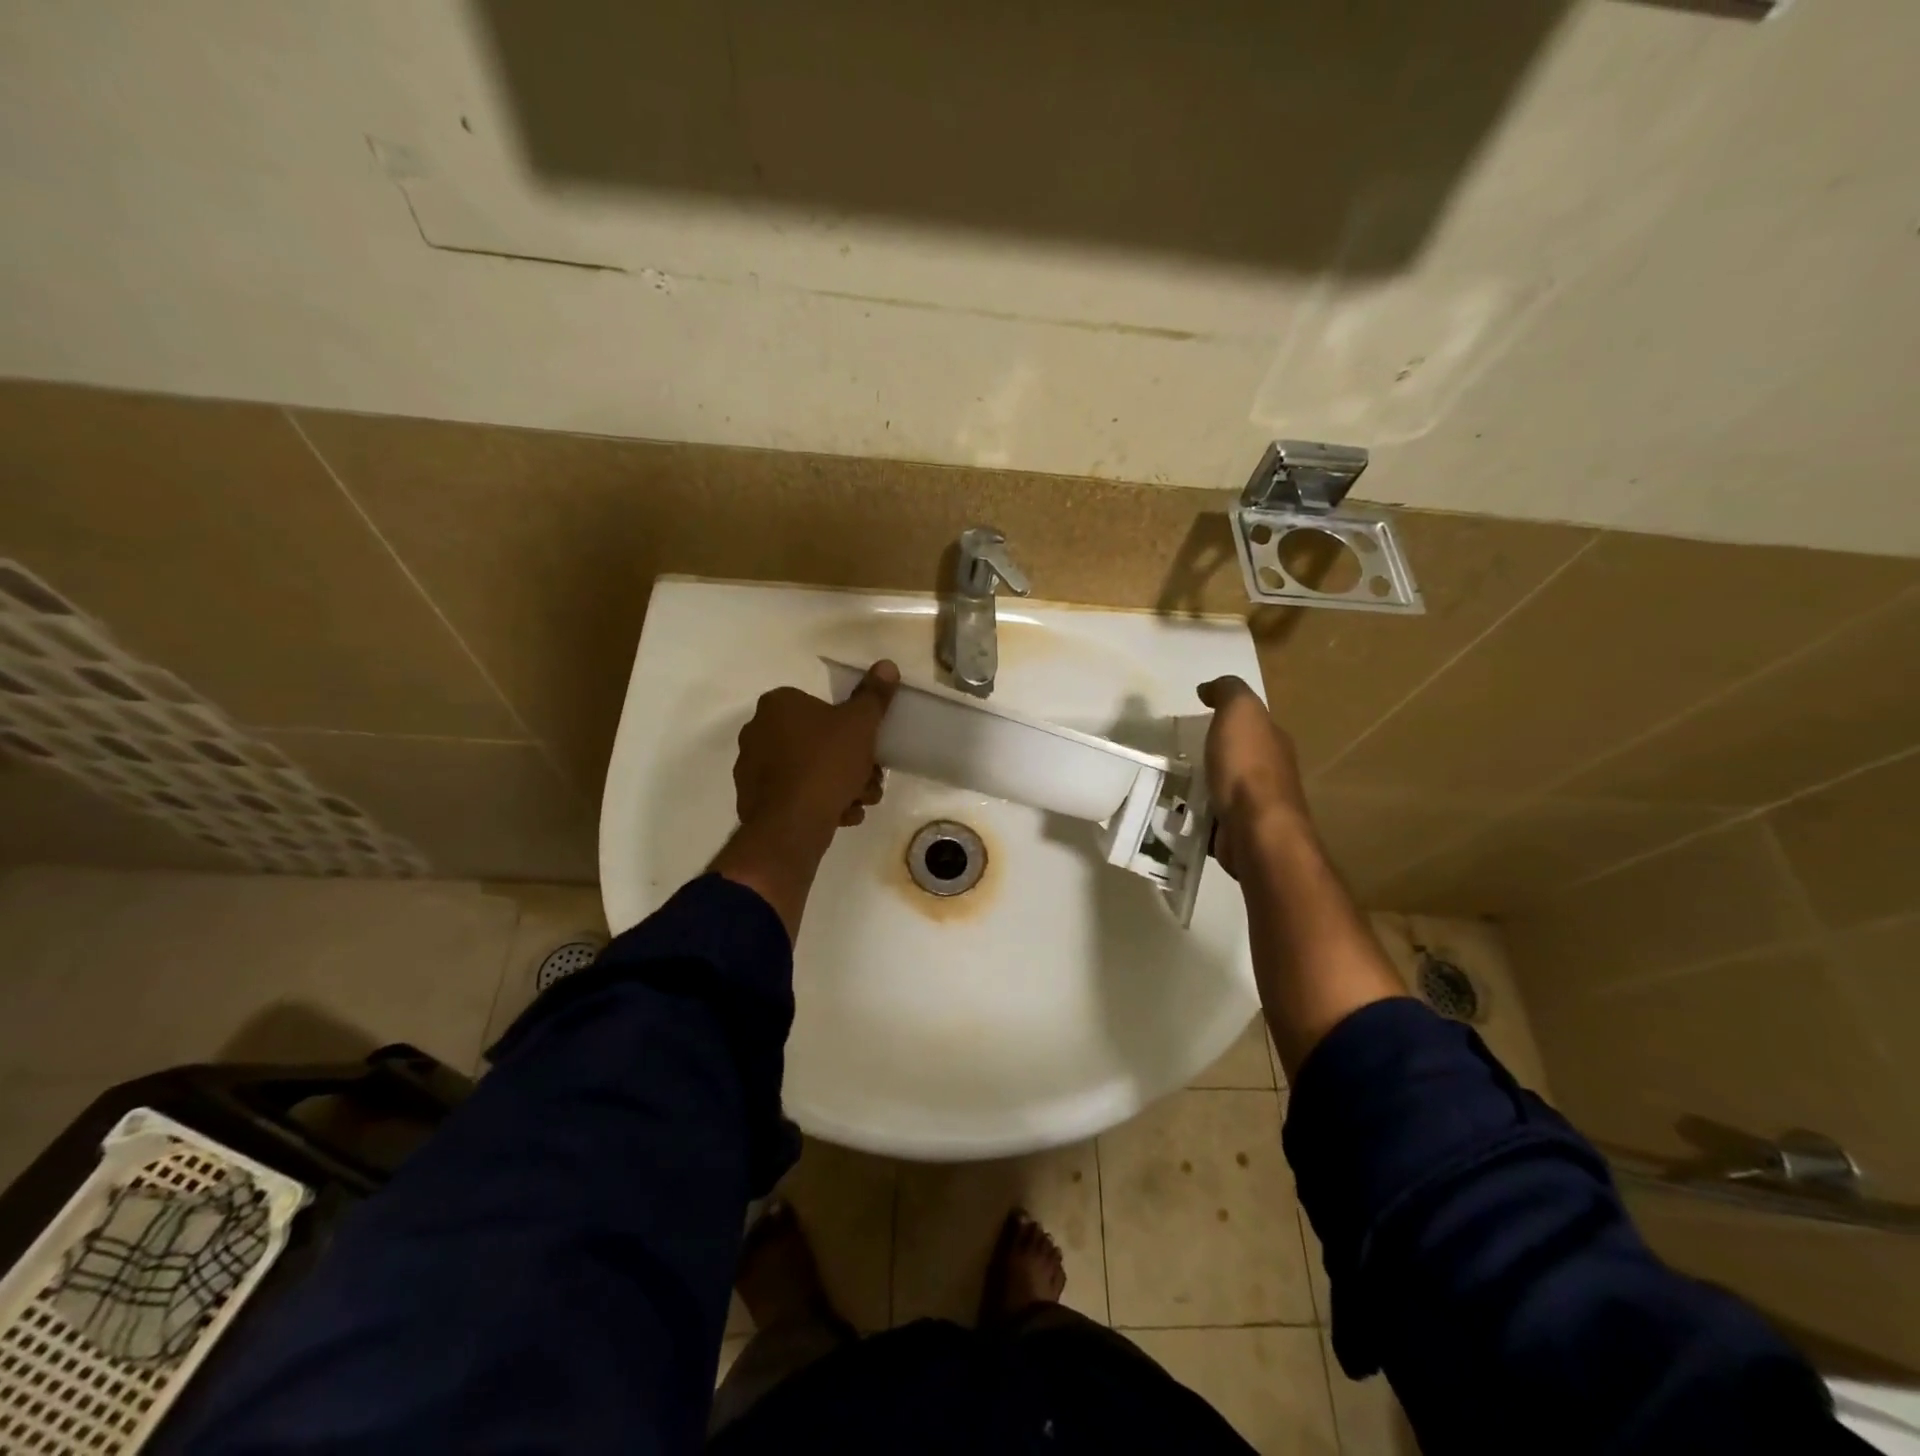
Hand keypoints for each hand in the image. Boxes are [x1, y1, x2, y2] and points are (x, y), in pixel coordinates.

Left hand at [734, 660, 898, 835]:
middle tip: (869, 781)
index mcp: (778, 705)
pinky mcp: (753, 801)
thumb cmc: (827, 763)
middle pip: (816, 743)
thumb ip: (874, 695)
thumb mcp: (860, 724)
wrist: (793, 823)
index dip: (850, 729)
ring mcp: (751, 768)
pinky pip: (793, 796)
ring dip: (838, 786)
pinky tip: (839, 817)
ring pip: (807, 771)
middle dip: (848, 764)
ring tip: (859, 804)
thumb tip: (887, 665)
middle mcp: (757, 731)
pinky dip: (817, 804)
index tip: (869, 749)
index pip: (819, 707)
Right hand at [1196, 676, 1310, 878]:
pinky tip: (1178, 810)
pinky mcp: (1239, 831)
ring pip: (1224, 786)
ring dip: (1203, 784)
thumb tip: (1208, 688)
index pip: (1251, 722)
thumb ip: (1227, 692)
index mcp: (1273, 740)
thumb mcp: (1239, 712)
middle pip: (1237, 756)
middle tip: (1178, 752)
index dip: (1227, 716)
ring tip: (1172, 781)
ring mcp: (1256, 805)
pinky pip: (1214, 815)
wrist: (1256, 830)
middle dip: (1213, 753)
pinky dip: (1198, 811)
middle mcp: (1271, 771)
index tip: (1197, 717)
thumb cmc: (1246, 766)